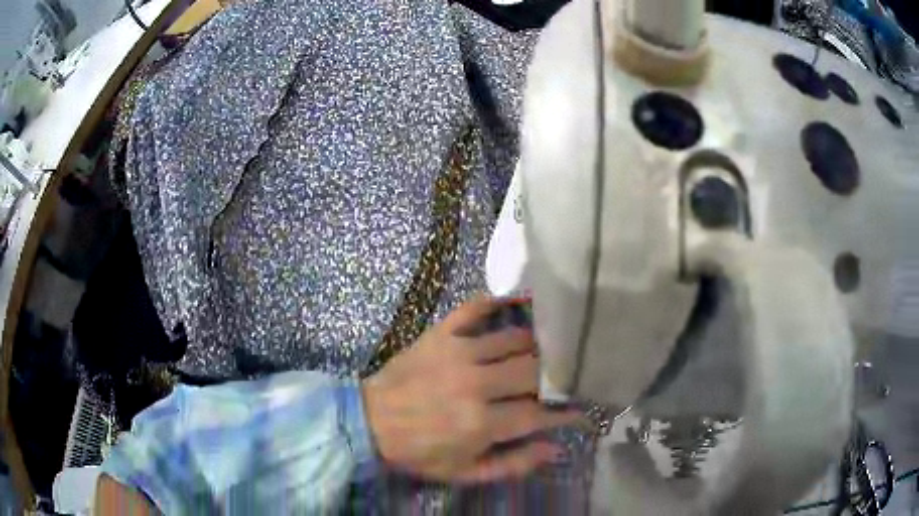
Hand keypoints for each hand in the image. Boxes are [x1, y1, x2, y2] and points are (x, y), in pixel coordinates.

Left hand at [361, 297, 581, 483]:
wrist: (368, 422)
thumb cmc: (418, 452)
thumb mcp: (464, 473)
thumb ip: (513, 465)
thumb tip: (556, 448)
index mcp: (481, 423)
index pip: (539, 413)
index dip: (565, 412)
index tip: (580, 409)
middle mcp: (475, 383)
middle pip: (534, 371)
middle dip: (556, 376)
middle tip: (567, 378)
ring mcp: (457, 353)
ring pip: (514, 339)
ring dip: (537, 344)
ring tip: (551, 349)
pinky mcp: (440, 334)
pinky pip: (474, 308)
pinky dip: (498, 301)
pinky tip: (520, 302)